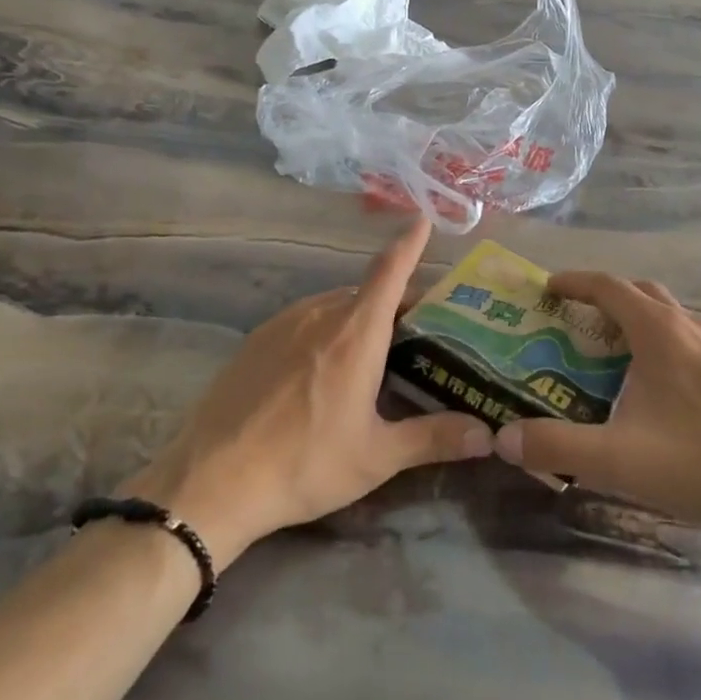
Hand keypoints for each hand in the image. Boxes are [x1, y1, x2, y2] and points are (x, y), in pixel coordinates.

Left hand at [123, 219, 491, 568]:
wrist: (212, 480)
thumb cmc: (305, 463)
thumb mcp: (377, 456)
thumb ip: (434, 438)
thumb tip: (488, 434)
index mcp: (356, 332)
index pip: (390, 271)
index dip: (409, 243)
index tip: (423, 218)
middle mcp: (321, 314)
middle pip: (367, 292)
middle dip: (395, 302)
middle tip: (418, 332)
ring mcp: (283, 323)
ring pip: (334, 305)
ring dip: (360, 316)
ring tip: (374, 352)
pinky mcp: (256, 340)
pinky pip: (304, 319)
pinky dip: (326, 328)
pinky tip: (322, 369)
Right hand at [493, 272, 700, 544]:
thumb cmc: (700, 462)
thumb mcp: (617, 459)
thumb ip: (556, 446)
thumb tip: (503, 437)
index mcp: (659, 331)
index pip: (609, 287)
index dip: (575, 282)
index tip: (548, 287)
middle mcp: (691, 327)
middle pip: (641, 292)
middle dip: (605, 296)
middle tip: (577, 319)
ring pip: (671, 315)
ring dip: (638, 319)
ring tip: (614, 352)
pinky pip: (692, 339)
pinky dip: (664, 343)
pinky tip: (661, 387)